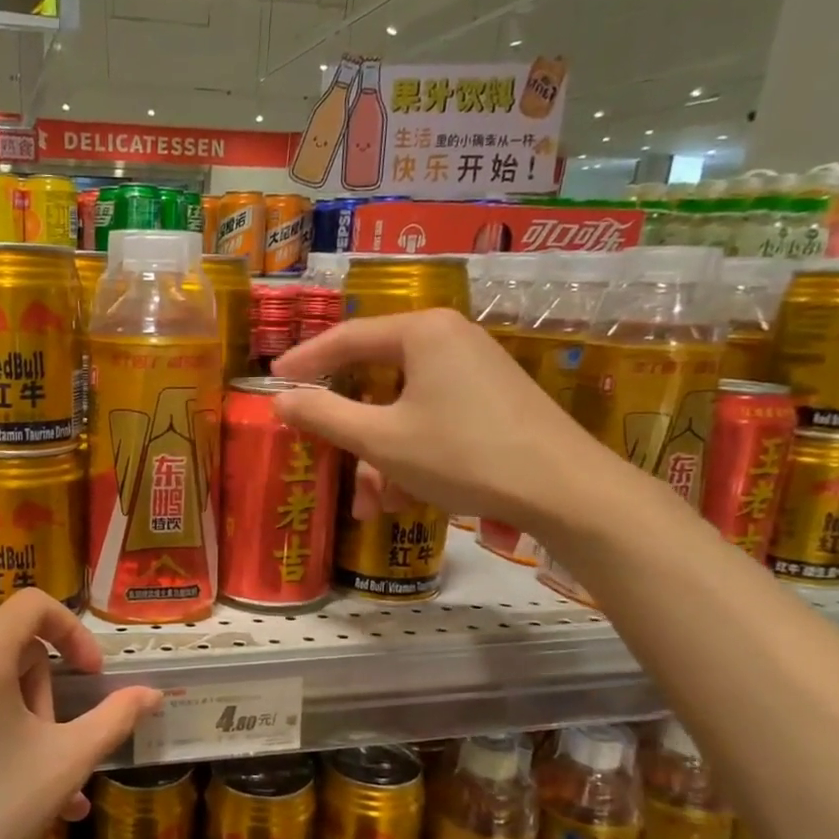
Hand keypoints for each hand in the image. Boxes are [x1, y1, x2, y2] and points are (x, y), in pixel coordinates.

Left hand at [0, 589, 161, 838]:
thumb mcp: (64, 765)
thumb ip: (114, 719)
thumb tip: (153, 693)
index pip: (34, 606)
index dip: (72, 632)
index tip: (90, 677)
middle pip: (9, 649)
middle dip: (39, 694)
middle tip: (49, 752)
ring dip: (13, 713)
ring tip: (26, 775)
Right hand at [270, 308, 615, 535]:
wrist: (564, 490)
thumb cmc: (462, 455)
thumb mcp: (381, 439)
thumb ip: (324, 415)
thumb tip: (281, 400)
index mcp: (421, 333)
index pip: (346, 339)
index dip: (305, 362)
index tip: (273, 382)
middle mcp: (449, 340)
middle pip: (376, 381)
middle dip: (352, 434)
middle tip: (326, 458)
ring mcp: (475, 370)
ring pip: (404, 410)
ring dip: (382, 458)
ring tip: (376, 506)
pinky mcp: (493, 400)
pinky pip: (434, 420)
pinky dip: (413, 456)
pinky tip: (410, 499)